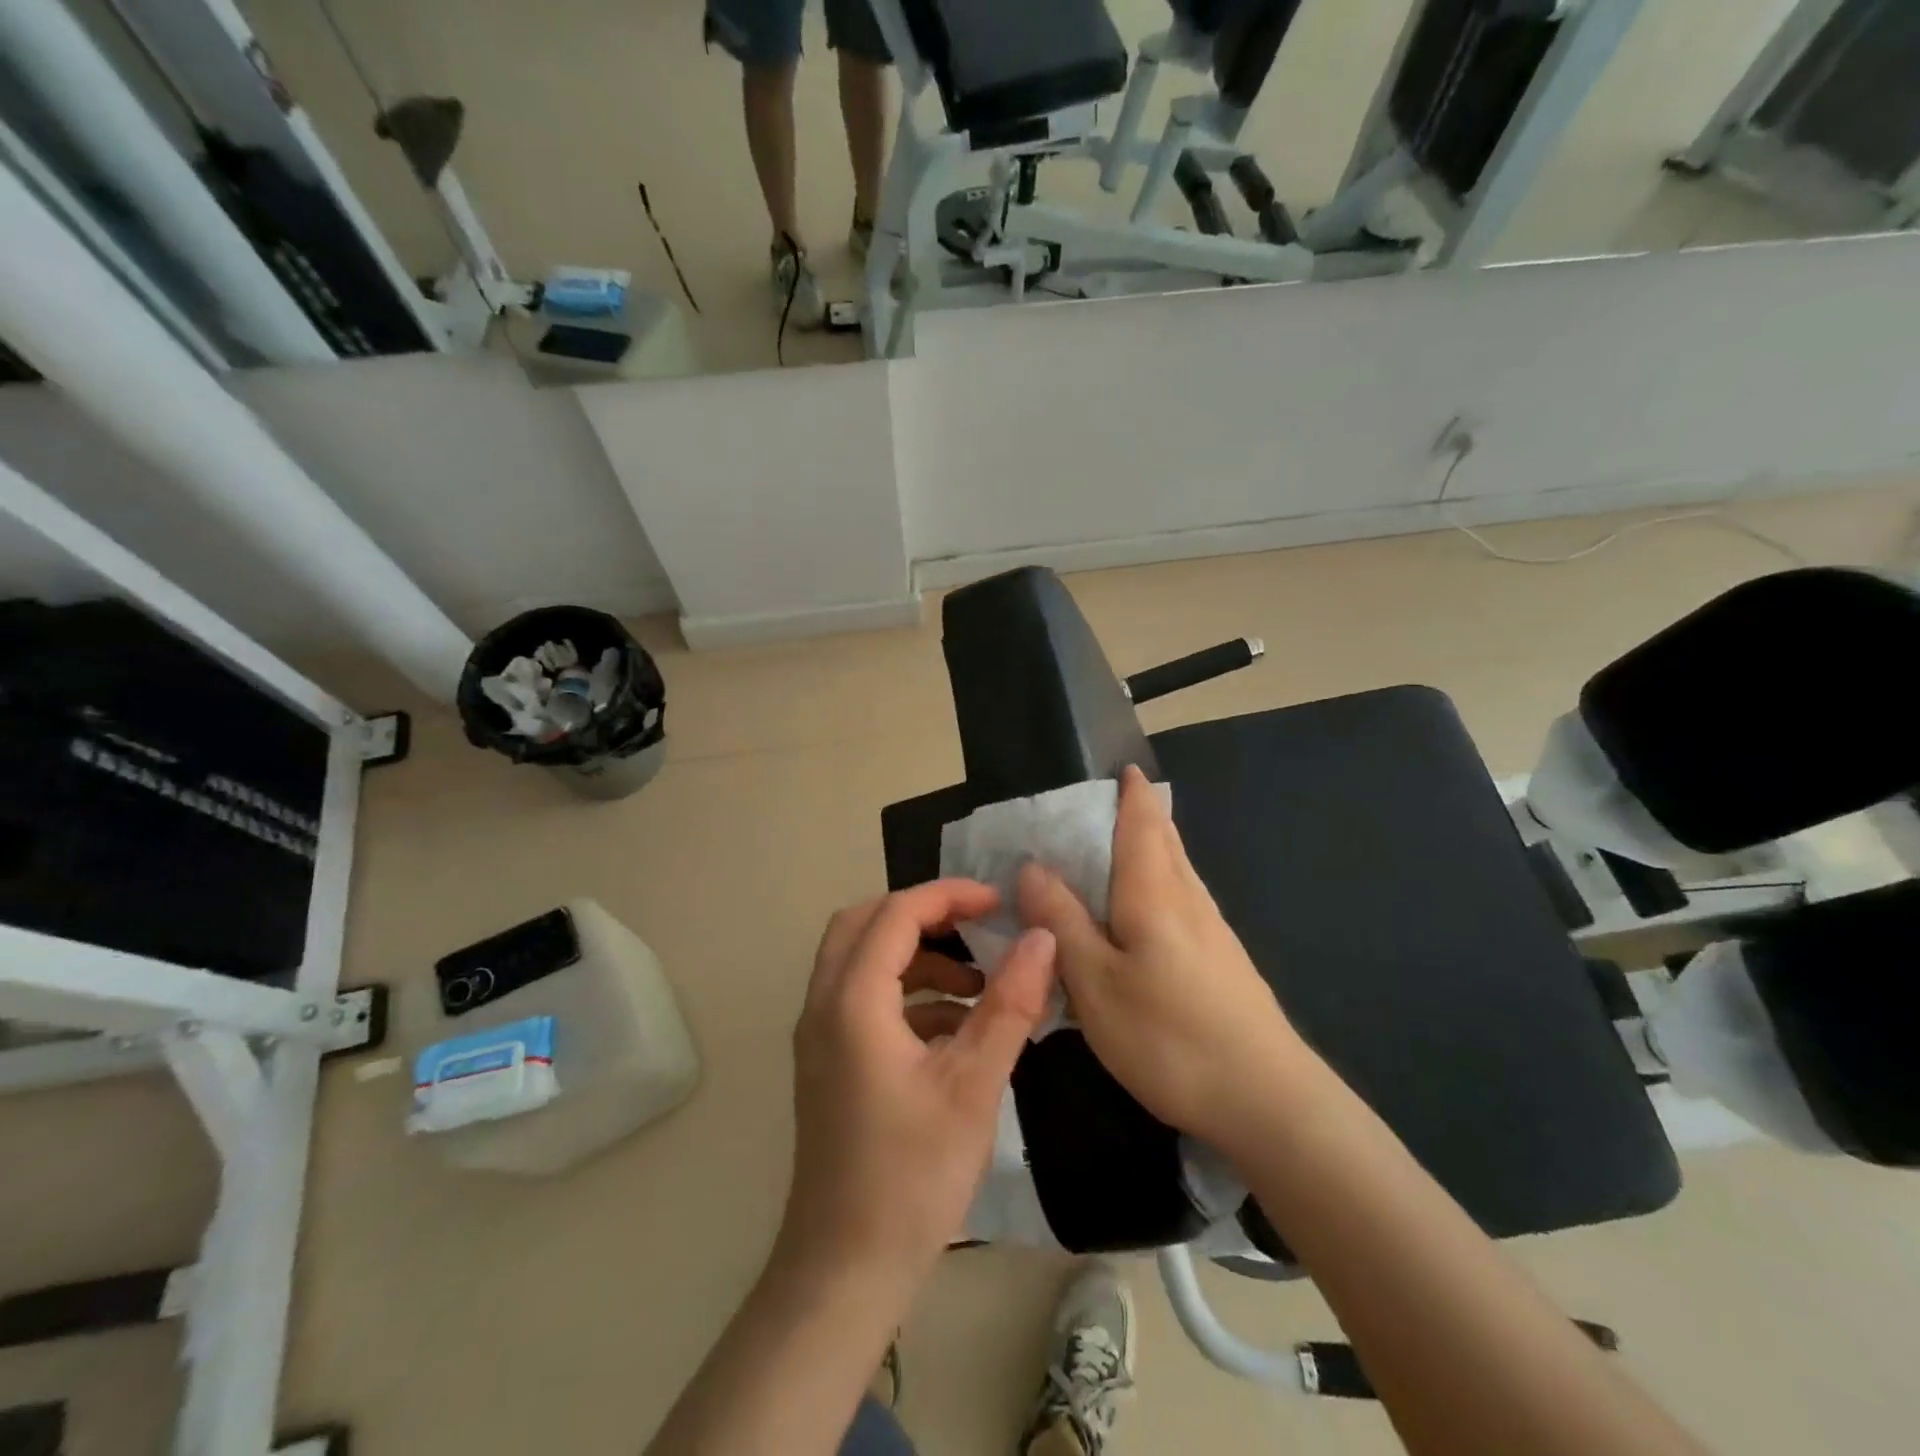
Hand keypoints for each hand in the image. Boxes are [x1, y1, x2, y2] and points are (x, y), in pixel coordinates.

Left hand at [775, 880, 1056, 1298]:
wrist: (845, 1270)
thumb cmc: (911, 1175)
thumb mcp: (974, 1085)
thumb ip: (1009, 1004)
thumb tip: (1042, 939)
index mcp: (852, 1000)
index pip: (896, 913)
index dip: (949, 895)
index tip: (999, 901)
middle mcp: (823, 1005)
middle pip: (864, 923)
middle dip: (922, 913)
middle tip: (977, 925)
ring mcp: (819, 1035)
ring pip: (860, 960)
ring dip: (915, 955)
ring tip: (976, 983)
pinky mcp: (828, 1062)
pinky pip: (862, 999)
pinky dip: (906, 993)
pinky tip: (954, 1028)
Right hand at [1017, 764, 1303, 1149]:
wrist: (1268, 1101)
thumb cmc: (1169, 1035)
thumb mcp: (1095, 981)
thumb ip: (1062, 920)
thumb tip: (1033, 865)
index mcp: (1153, 893)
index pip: (1143, 824)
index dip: (1133, 793)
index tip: (1123, 768)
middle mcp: (1188, 900)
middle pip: (1166, 841)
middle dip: (1143, 815)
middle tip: (1110, 803)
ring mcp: (1213, 932)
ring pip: (1178, 871)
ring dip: (1154, 848)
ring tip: (1121, 847)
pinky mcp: (1223, 962)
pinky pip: (1184, 901)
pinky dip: (1161, 884)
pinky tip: (1148, 911)